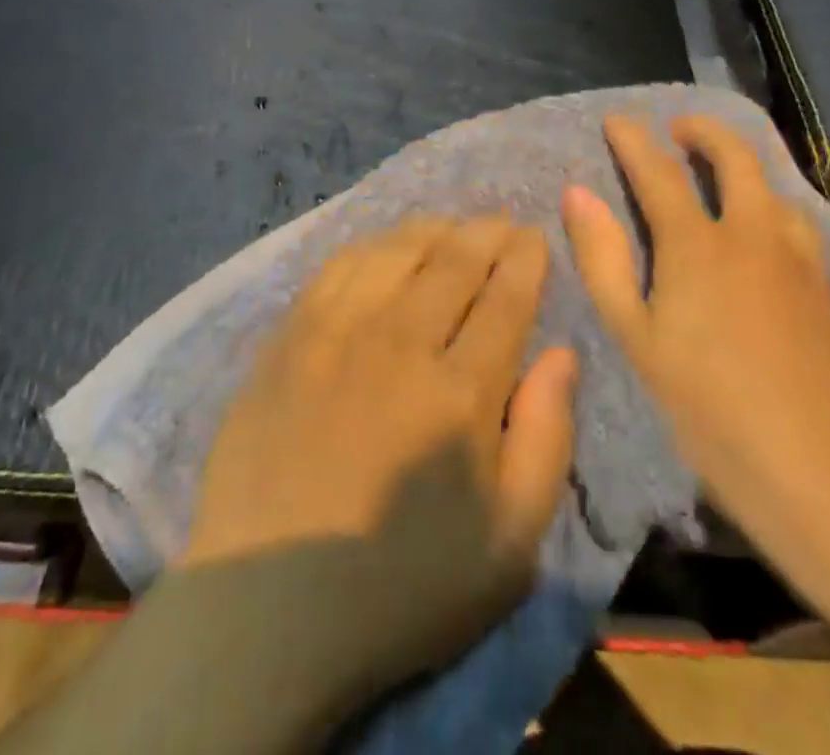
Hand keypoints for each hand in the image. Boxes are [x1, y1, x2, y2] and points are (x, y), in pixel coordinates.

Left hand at [185, 217, 577, 702]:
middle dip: (486, 232)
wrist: (267, 606)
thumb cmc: (402, 587)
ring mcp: (337, 332)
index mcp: (461, 392)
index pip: (505, 296)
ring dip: (433, 229)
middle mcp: (401, 342)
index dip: (525, 258)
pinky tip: (384, 248)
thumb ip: (545, 439)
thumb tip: (562, 354)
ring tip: (450, 226)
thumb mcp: (508, 545)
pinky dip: (373, 246)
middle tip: (501, 222)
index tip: (533, 237)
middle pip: (454, 260)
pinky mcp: (289, 336)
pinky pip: (339, 267)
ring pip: (396, 251)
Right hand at [561, 115, 829, 533]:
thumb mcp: (634, 336)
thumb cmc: (705, 407)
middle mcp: (752, 236)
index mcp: (697, 246)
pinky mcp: (826, 288)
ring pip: (773, 188)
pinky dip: (770, 204)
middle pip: (735, 157)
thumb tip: (577, 193)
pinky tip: (762, 232)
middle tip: (678, 129)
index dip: (633, 140)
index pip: (659, 172)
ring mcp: (797, 260)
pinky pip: (796, 222)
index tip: (616, 118)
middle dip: (704, 130)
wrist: (815, 473)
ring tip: (720, 175)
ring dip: (743, 167)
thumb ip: (603, 258)